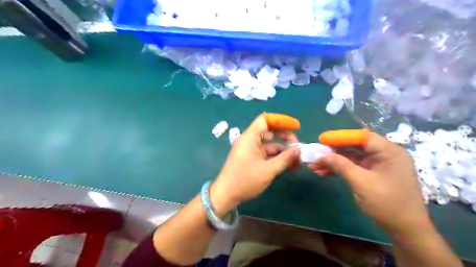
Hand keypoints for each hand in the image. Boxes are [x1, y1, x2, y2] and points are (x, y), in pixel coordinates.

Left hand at [212, 114, 299, 212]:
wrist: (226, 195)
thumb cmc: (245, 180)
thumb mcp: (268, 170)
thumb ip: (285, 158)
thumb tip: (298, 149)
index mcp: (250, 138)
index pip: (265, 120)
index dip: (281, 120)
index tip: (296, 127)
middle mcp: (250, 141)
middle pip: (270, 132)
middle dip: (286, 139)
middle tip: (298, 148)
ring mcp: (251, 150)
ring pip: (271, 145)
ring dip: (284, 152)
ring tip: (297, 163)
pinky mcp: (252, 158)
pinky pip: (267, 154)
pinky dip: (277, 158)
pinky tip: (288, 167)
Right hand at [311, 132, 429, 232]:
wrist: (405, 230)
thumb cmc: (387, 203)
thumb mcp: (361, 182)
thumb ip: (340, 165)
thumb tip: (320, 155)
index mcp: (389, 151)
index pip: (361, 137)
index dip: (340, 137)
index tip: (321, 139)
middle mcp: (384, 155)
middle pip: (354, 147)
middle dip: (333, 151)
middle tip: (316, 153)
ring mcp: (378, 165)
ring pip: (351, 158)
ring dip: (333, 162)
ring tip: (314, 166)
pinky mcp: (372, 175)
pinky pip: (353, 167)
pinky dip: (339, 170)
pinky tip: (323, 173)